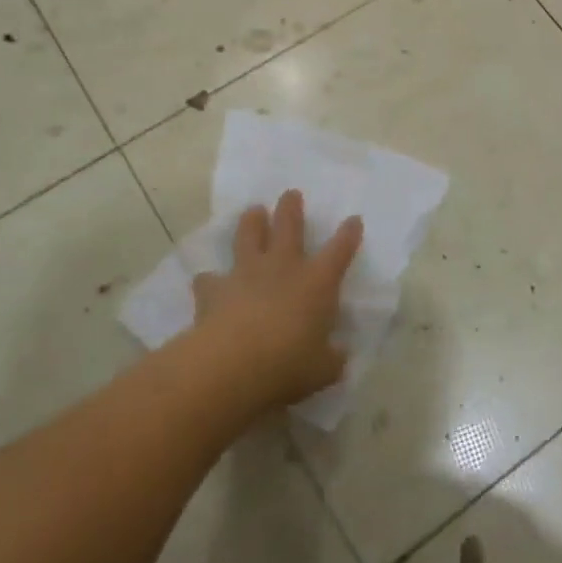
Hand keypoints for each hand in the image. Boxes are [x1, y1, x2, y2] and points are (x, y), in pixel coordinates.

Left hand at [190, 190, 363, 410]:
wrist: (232, 363)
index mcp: (317, 282)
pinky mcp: (214, 290)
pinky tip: (208, 283)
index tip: (353, 220)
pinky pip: (210, 280)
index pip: (339, 251)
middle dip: (291, 209)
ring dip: (251, 222)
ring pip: (248, 237)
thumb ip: (332, 358)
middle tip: (290, 194)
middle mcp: (283, 268)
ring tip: (253, 211)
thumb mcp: (323, 369)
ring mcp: (246, 274)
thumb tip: (338, 355)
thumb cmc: (288, 364)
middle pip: (289, 227)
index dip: (348, 234)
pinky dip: (210, 281)